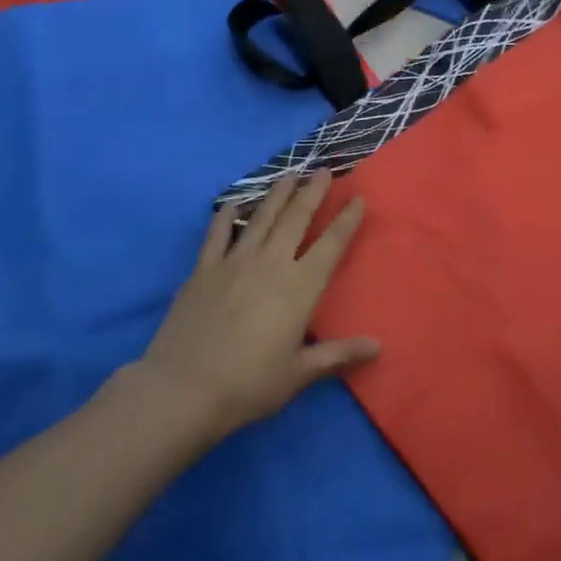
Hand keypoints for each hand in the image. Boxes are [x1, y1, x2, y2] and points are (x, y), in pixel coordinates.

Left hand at [138, 174, 378, 440]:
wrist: (182, 389)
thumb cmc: (248, 385)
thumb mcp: (299, 374)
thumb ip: (338, 355)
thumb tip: (377, 347)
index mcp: (299, 287)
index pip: (331, 244)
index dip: (347, 220)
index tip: (357, 198)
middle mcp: (271, 263)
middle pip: (297, 218)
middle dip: (313, 192)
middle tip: (323, 170)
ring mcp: (235, 262)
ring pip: (262, 217)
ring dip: (278, 193)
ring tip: (289, 174)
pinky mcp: (204, 269)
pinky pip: (218, 234)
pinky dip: (226, 216)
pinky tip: (232, 203)